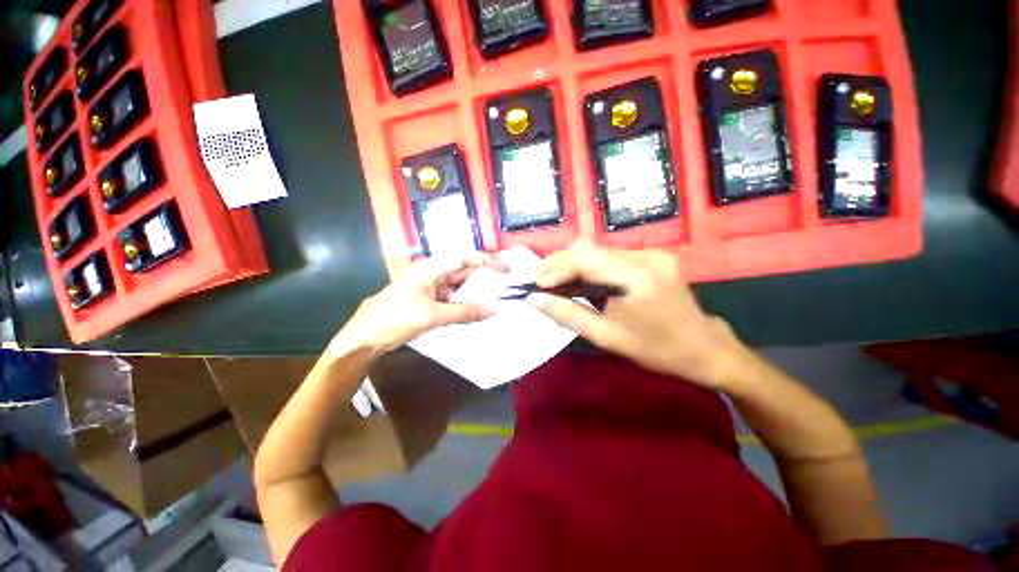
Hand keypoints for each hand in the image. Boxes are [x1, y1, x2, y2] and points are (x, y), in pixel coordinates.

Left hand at [331, 253, 507, 356]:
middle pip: (464, 269)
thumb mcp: (432, 315)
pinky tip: (476, 310)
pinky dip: (465, 302)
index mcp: (431, 268)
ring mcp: (430, 286)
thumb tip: (492, 310)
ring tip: (496, 298)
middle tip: (505, 286)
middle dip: (484, 277)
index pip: (465, 257)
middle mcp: (432, 272)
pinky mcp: (429, 299)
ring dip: (475, 291)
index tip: (505, 270)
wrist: (366, 336)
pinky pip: (452, 296)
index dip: (487, 261)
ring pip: (459, 284)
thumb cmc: (396, 318)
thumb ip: (464, 311)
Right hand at [527, 241, 748, 388]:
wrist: (704, 347)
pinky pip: (612, 255)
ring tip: (557, 282)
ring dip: (574, 264)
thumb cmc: (656, 349)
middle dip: (560, 263)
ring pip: (599, 250)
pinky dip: (591, 266)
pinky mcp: (653, 255)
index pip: (585, 258)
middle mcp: (646, 256)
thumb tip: (535, 300)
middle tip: (541, 282)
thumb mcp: (607, 337)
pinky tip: (583, 280)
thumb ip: (568, 314)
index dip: (556, 267)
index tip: (537, 284)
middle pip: (590, 248)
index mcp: (637, 278)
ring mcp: (652, 252)